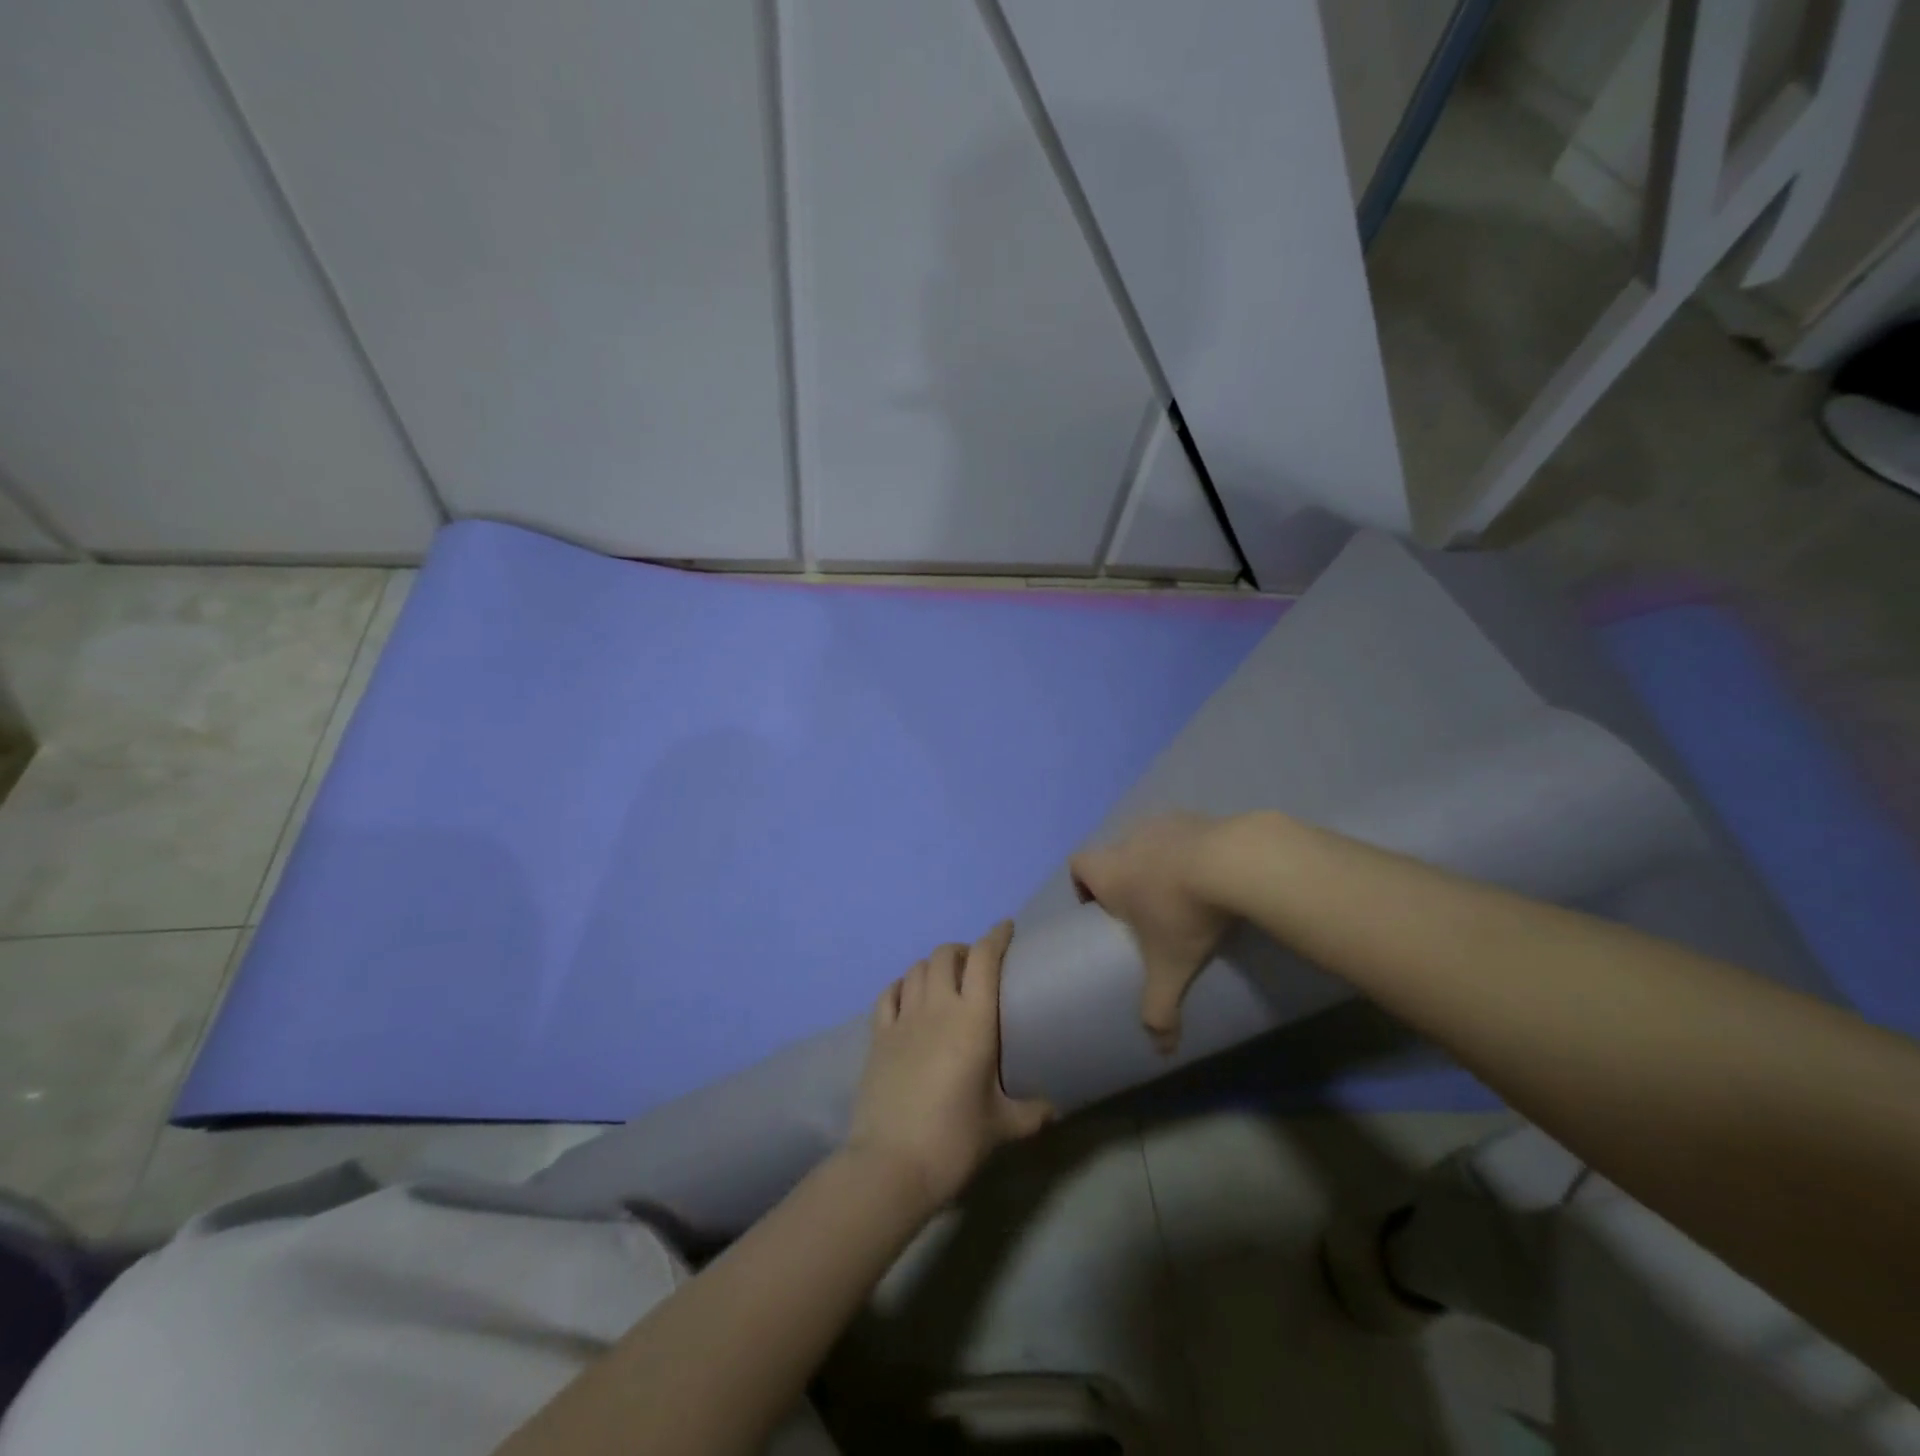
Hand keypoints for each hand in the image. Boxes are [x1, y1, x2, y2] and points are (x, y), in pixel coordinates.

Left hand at [848, 922, 1053, 1208]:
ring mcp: (903, 1019)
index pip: (984, 959)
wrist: (891, 1164)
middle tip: (976, 965)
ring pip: (916, 969)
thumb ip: (1030, 1112)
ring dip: (932, 966)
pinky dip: (901, 985)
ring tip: (944, 980)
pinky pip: (888, 994)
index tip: (1007, 927)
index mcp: (973, 1020)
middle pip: (946, 955)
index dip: (996, 936)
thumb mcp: (1001, 1127)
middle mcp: (937, 1007)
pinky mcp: (877, 1036)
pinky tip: (908, 995)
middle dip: (963, 950)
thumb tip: (1055, 1109)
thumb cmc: (954, 1140)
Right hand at [1070, 812, 1236, 1053]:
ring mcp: (1164, 823)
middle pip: (1113, 854)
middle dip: (1125, 879)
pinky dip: (1191, 850)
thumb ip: (1160, 1009)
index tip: (1104, 911)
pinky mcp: (1198, 817)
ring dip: (1159, 862)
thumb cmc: (1184, 913)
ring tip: (1184, 893)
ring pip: (1149, 841)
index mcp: (1109, 871)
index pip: (1077, 865)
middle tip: (1147, 910)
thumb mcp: (1171, 968)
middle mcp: (1128, 841)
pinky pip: (1184, 833)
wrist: (1236, 862)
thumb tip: (1161, 1051)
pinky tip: (1214, 874)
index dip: (1083, 885)